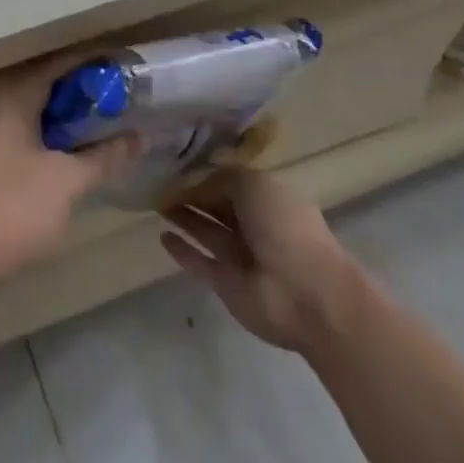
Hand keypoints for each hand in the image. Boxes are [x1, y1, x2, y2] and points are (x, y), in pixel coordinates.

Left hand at [0, 55, 138, 293]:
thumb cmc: (6, 209)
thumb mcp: (65, 183)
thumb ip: (104, 157)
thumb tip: (138, 137)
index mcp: (12, 89)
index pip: (64, 61)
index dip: (99, 66)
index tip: (132, 75)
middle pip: (44, 82)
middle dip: (83, 94)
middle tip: (122, 109)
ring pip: (27, 106)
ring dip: (61, 117)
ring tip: (99, 133)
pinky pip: (11, 126)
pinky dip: (39, 133)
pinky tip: (61, 156)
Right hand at [160, 169, 361, 353]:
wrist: (307, 296)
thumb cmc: (285, 229)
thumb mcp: (255, 185)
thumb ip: (223, 179)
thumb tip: (197, 184)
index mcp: (270, 200)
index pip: (232, 183)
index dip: (206, 175)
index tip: (176, 166)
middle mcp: (256, 226)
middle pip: (218, 207)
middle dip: (192, 195)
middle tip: (159, 184)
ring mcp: (241, 257)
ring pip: (207, 231)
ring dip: (185, 218)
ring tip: (156, 205)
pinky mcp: (227, 284)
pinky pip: (199, 262)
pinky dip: (182, 251)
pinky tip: (162, 237)